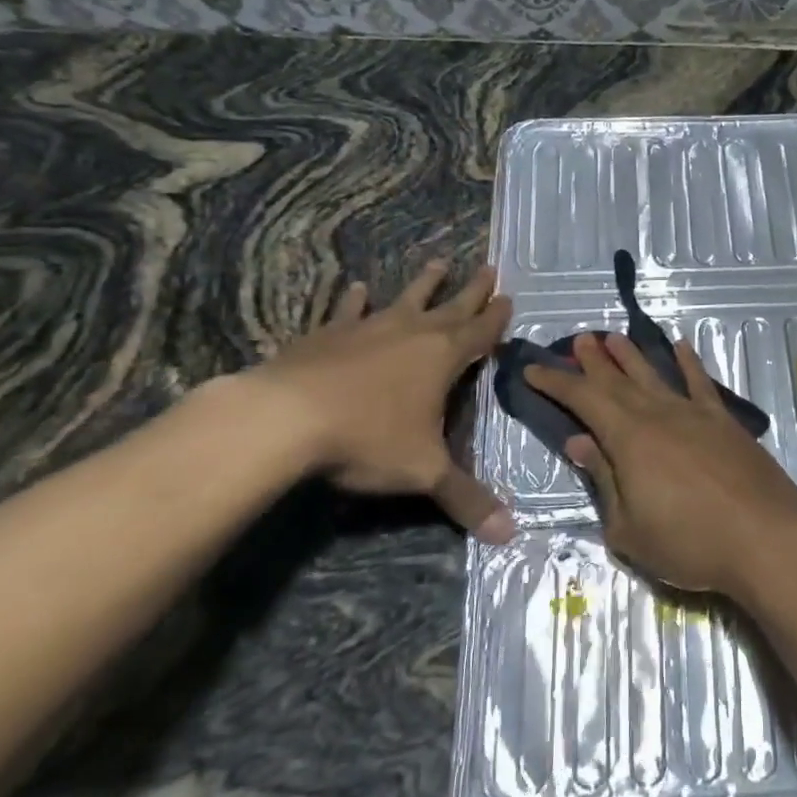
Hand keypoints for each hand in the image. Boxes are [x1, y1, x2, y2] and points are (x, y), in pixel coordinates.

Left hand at [250, 260, 515, 541]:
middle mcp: (411, 333)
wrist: (286, 418)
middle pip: (451, 306)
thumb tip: (510, 534)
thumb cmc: (368, 439)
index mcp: (442, 357)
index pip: (480, 332)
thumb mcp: (424, 472)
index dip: (496, 318)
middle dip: (472, 290)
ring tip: (438, 262)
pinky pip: (347, 311)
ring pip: (404, 299)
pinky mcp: (327, 334)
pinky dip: (354, 300)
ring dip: (424, 283)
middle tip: (488, 268)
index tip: (509, 298)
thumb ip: (466, 499)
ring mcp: (368, 328)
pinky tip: (357, 287)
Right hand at [525, 333, 796, 596]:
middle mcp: (659, 415)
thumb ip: (603, 480)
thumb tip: (578, 442)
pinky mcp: (726, 422)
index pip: (584, 400)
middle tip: (578, 340)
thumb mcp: (629, 528)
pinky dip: (690, 363)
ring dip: (632, 356)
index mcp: (629, 439)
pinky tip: (682, 347)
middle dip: (594, 361)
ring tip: (614, 337)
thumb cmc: (689, 543)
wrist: (764, 539)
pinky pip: (702, 384)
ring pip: (655, 375)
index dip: (557, 383)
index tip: (535, 368)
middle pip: (618, 381)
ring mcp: (695, 414)